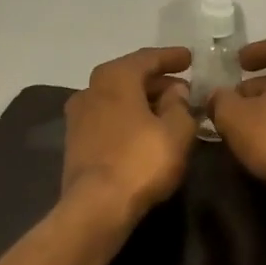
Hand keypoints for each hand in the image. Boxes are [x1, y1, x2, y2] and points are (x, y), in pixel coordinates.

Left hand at [61, 46, 197, 223]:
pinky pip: (109, 118)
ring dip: (142, 101)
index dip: (171, 57)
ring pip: (117, 98)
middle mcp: (91, 89)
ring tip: (168, 111)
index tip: (190, 58)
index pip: (147, 58)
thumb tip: (176, 92)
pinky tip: (146, 131)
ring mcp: (79, 116)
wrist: (96, 206)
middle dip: (157, 81)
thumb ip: (180, 105)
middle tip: (183, 89)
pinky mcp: (76, 141)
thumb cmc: (140, 161)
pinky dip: (129, 117)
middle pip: (129, 77)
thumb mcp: (176, 132)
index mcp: (115, 77)